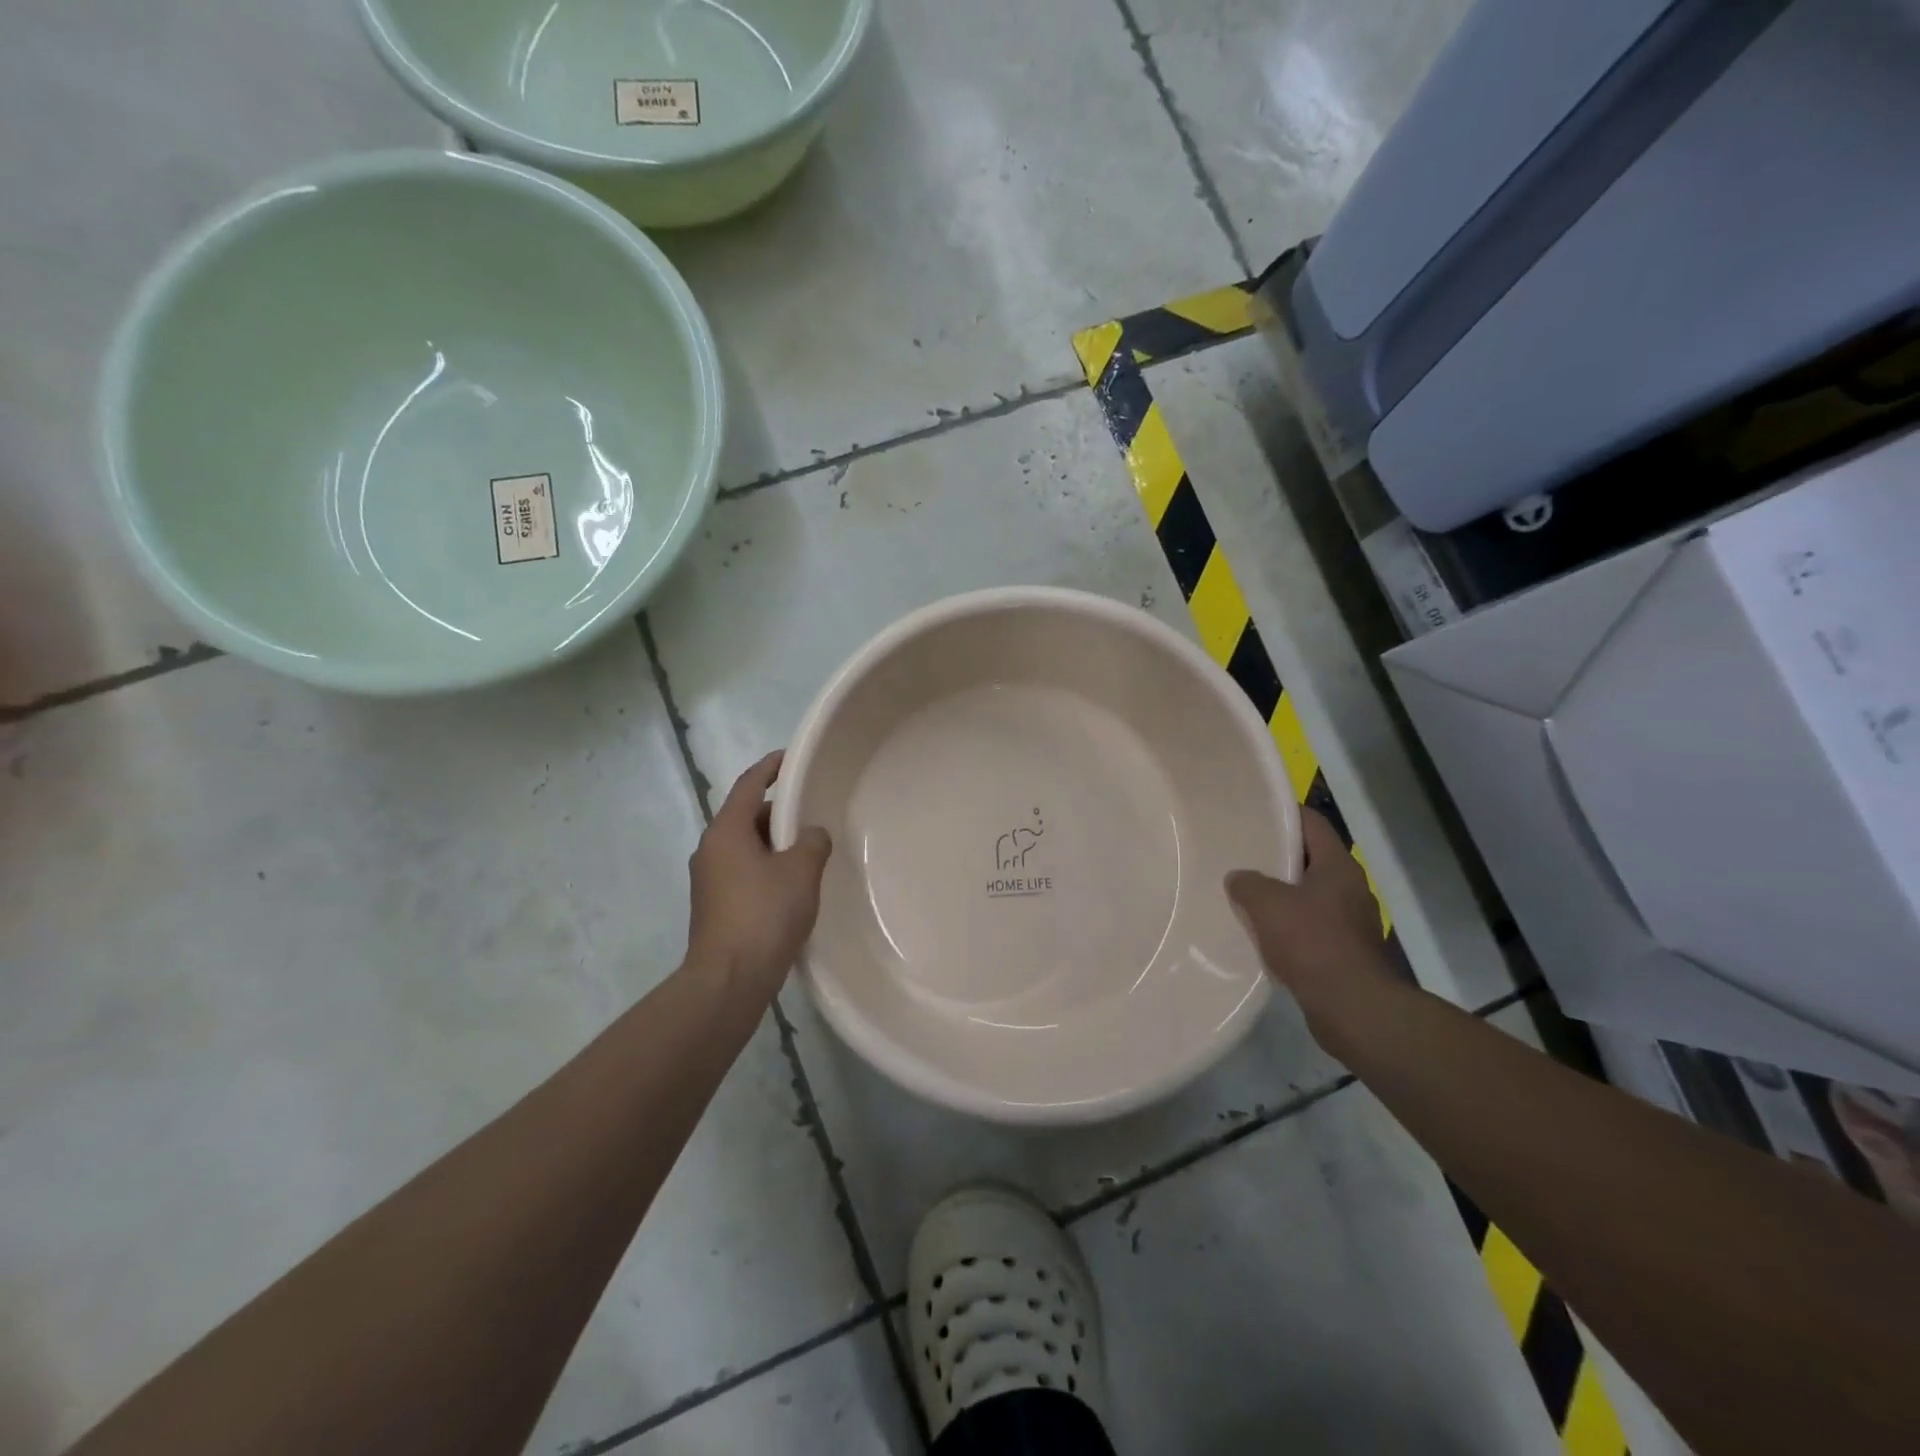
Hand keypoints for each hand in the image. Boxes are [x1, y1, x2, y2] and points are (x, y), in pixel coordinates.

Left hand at [687, 752, 832, 1003]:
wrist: (729, 979)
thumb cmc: (764, 915)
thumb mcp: (801, 871)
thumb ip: (812, 842)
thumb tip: (812, 834)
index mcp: (726, 831)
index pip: (749, 784)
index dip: (771, 767)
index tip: (791, 757)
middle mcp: (710, 850)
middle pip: (745, 815)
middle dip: (777, 811)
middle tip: (810, 810)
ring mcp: (708, 880)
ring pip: (745, 846)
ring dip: (772, 842)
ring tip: (806, 848)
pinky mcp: (714, 906)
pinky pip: (743, 871)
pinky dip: (765, 867)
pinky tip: (791, 884)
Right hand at [1225, 809, 1389, 1017]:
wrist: (1353, 1008)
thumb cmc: (1312, 943)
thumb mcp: (1267, 904)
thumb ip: (1247, 883)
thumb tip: (1239, 879)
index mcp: (1338, 866)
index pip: (1312, 823)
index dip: (1284, 814)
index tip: (1254, 813)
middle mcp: (1350, 888)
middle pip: (1310, 860)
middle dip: (1277, 858)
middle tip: (1240, 855)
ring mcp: (1351, 922)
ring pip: (1309, 896)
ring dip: (1281, 896)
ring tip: (1244, 895)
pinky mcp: (1346, 952)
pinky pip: (1311, 928)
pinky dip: (1288, 927)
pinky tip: (1262, 935)